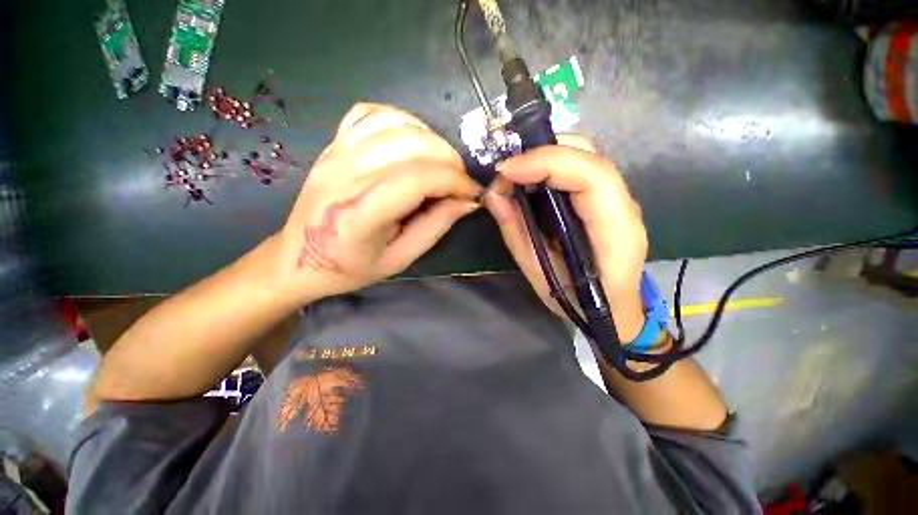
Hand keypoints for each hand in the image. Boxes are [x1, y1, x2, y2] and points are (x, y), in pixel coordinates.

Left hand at [275, 103, 480, 301]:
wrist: (300, 256)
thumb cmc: (350, 266)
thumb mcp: (400, 259)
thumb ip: (435, 227)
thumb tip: (467, 201)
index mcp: (360, 213)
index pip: (418, 179)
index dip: (454, 181)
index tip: (471, 194)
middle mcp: (346, 174)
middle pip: (412, 144)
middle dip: (450, 160)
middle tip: (460, 182)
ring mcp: (337, 152)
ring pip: (397, 123)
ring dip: (432, 140)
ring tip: (441, 164)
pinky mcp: (334, 143)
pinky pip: (373, 113)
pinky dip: (403, 121)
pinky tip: (413, 142)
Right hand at [485, 136, 647, 340]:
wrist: (614, 312)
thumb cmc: (580, 303)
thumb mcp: (540, 275)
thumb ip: (517, 233)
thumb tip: (492, 195)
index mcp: (616, 230)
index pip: (591, 175)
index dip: (545, 163)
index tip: (505, 172)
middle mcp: (623, 206)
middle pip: (588, 154)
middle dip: (542, 153)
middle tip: (506, 172)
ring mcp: (617, 200)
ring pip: (584, 156)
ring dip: (544, 158)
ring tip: (513, 176)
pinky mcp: (605, 201)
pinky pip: (578, 170)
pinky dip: (549, 168)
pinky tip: (529, 182)